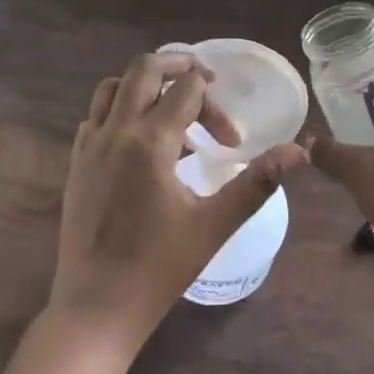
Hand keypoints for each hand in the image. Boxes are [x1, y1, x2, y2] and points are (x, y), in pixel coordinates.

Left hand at [49, 52, 306, 350]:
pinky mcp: (75, 163)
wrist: (96, 307)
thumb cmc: (159, 268)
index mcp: (150, 142)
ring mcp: (89, 146)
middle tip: (206, 84)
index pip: (187, 89)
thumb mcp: (215, 224)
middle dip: (179, 66)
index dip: (216, 106)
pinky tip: (140, 140)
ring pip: (113, 87)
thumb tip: (298, 150)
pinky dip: (120, 110)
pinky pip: (96, 116)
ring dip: (145, 85)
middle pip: (144, 69)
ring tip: (172, 107)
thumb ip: (257, 182)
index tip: (230, 142)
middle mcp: (115, 132)